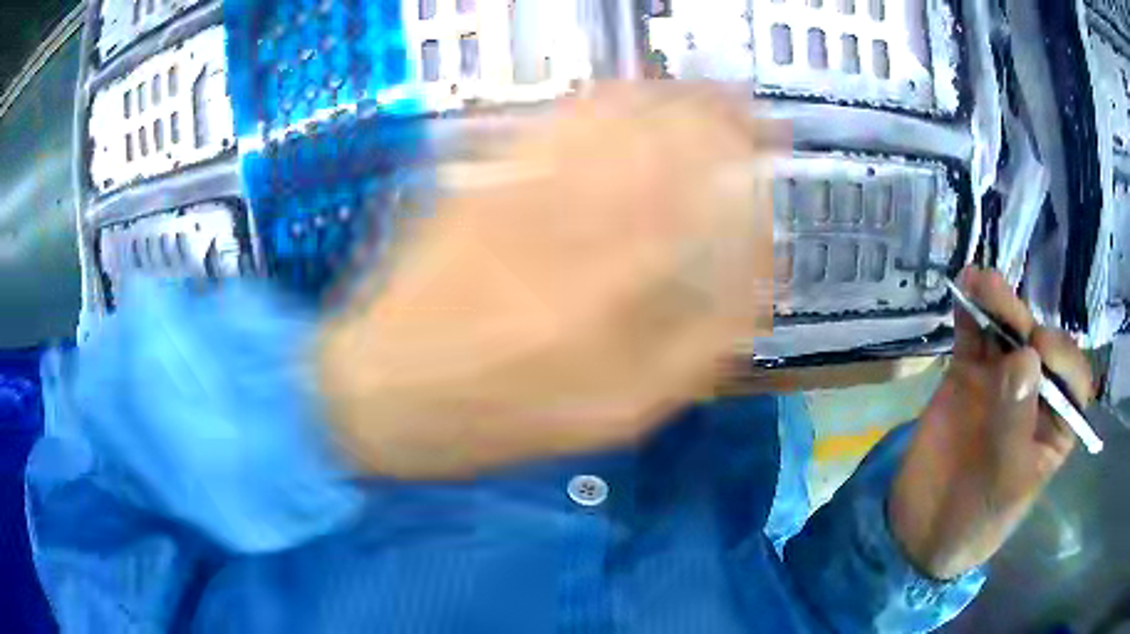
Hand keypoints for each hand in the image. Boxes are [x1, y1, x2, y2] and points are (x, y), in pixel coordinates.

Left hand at [318, 84, 780, 477]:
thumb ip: (695, 351)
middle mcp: (565, 224)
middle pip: (658, 135)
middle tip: (746, 109)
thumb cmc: (494, 421)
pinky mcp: (475, 179)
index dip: (744, 160)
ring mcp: (513, 191)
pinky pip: (549, 122)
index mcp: (607, 295)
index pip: (702, 196)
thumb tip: (755, 282)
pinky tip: (624, 97)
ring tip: (701, 93)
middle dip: (714, 110)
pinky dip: (598, 100)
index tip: (768, 146)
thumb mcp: (615, 417)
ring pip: (608, 115)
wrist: (377, 390)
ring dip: (665, 96)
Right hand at [889, 267, 1093, 578]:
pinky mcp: (968, 375)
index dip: (1063, 356)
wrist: (922, 530)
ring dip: (996, 303)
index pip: (1073, 380)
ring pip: (1006, 333)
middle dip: (1024, 321)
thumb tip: (1024, 357)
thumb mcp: (1003, 483)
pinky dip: (969, 311)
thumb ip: (1015, 422)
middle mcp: (1034, 395)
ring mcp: (1000, 382)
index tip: (1039, 349)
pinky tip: (964, 286)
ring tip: (980, 282)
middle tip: (1003, 306)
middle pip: (1038, 347)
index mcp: (1056, 424)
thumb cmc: (977, 519)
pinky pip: (972, 337)